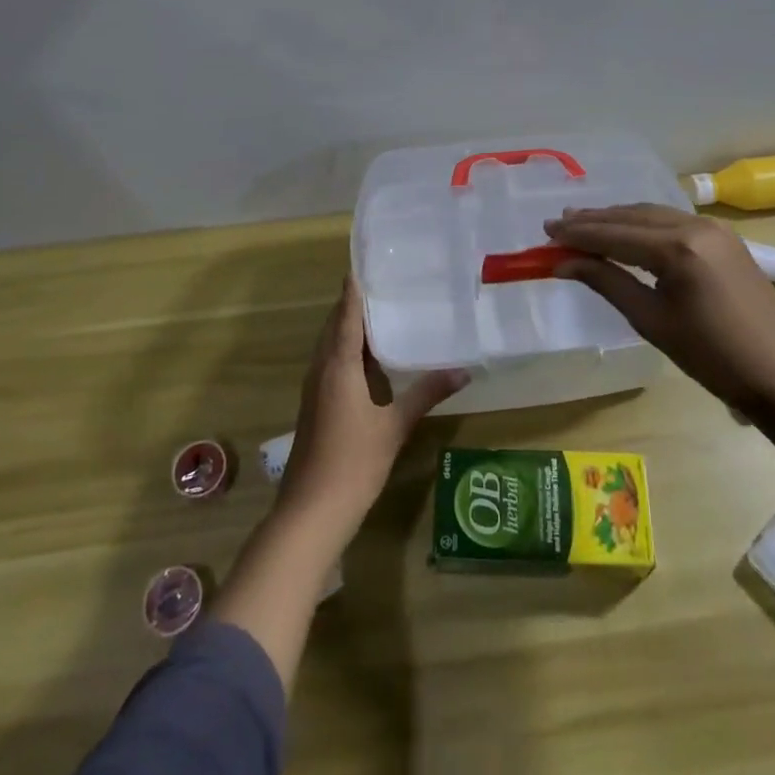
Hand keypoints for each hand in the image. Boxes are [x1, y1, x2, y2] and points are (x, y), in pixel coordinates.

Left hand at [277, 278, 468, 538]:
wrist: (311, 512)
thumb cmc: (353, 462)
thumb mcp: (395, 426)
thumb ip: (427, 394)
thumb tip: (463, 370)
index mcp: (338, 364)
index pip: (347, 313)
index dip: (355, 287)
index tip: (369, 262)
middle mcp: (322, 368)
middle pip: (336, 324)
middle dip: (355, 303)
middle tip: (387, 283)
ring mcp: (315, 388)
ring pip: (332, 345)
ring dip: (351, 327)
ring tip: (385, 312)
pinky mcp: (316, 405)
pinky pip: (332, 363)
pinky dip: (349, 350)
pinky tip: (373, 359)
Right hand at [544, 204, 774, 413]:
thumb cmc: (710, 356)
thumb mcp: (651, 320)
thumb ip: (607, 282)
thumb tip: (564, 262)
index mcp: (677, 249)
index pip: (615, 234)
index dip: (578, 233)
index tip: (546, 232)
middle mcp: (695, 226)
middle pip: (632, 216)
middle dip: (594, 220)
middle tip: (559, 224)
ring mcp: (714, 228)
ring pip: (652, 214)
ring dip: (618, 219)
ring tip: (584, 223)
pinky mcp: (724, 236)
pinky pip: (673, 221)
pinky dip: (644, 224)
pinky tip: (627, 231)